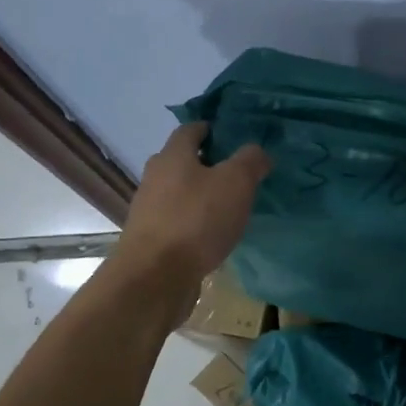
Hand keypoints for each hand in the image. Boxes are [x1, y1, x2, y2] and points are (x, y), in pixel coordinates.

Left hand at [117, 123, 270, 315]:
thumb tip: (257, 152)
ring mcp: (149, 209)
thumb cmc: (197, 220)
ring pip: (178, 192)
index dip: (211, 129)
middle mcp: (155, 177)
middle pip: (182, 161)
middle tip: (237, 173)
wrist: (155, 277)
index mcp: (173, 156)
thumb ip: (250, 161)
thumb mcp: (236, 183)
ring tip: (229, 206)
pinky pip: (177, 220)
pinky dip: (194, 221)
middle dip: (207, 163)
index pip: (190, 130)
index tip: (233, 136)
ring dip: (200, 195)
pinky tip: (212, 234)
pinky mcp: (151, 239)